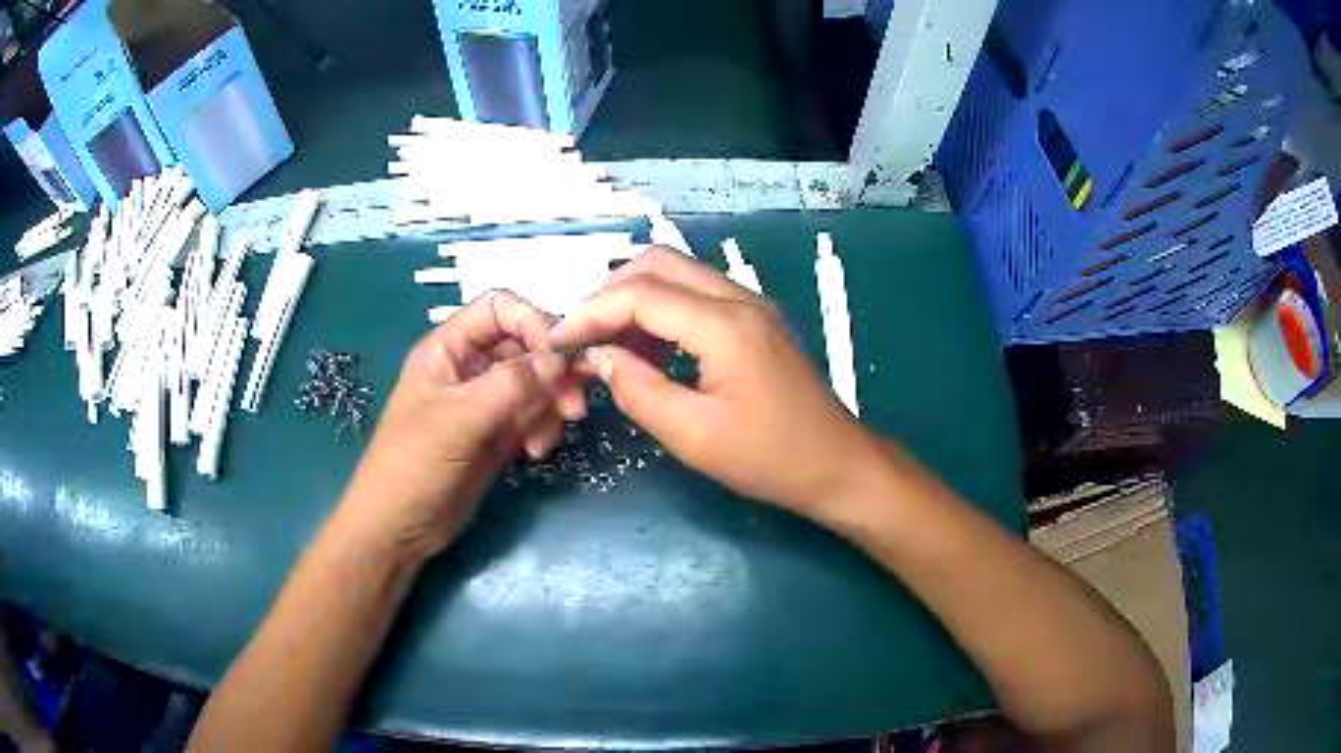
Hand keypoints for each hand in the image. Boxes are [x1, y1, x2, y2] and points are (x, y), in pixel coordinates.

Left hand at [341, 291, 584, 557]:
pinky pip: (533, 415)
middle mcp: (469, 367)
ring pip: (536, 383)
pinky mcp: (497, 434)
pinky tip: (535, 453)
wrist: (399, 528)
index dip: (532, 322)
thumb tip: (560, 359)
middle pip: (525, 346)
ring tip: (543, 442)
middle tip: (573, 408)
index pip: (499, 308)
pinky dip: (543, 429)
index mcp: (449, 348)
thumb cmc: (413, 465)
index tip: (559, 358)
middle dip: (551, 373)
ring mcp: (485, 402)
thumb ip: (510, 385)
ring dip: (550, 406)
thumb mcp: (458, 420)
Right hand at [551, 248, 873, 517]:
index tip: (558, 342)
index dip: (590, 313)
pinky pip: (698, 296)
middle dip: (611, 292)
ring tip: (610, 346)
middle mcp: (738, 299)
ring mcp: (752, 305)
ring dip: (636, 299)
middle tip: (584, 336)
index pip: (639, 294)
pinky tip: (649, 351)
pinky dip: (664, 311)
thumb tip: (600, 357)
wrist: (838, 464)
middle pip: (659, 264)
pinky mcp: (756, 321)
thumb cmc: (770, 458)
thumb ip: (639, 391)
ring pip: (679, 274)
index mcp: (724, 324)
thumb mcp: (694, 436)